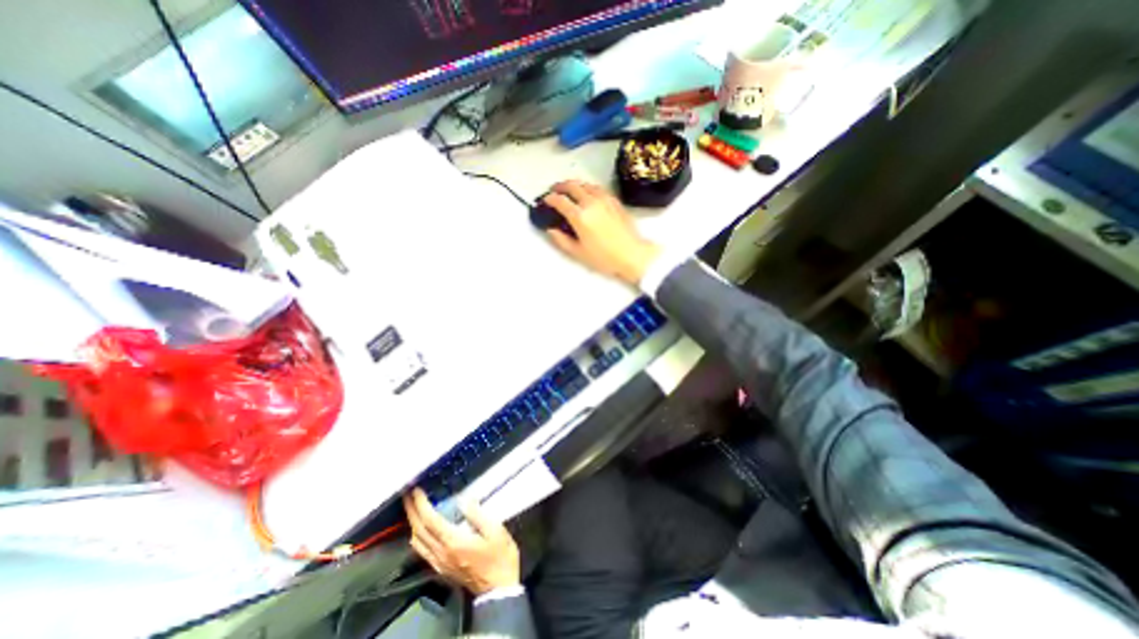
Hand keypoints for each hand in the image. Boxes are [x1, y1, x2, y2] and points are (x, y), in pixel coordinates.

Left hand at [404, 486, 518, 596]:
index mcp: (453, 542)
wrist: (498, 589)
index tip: (416, 491)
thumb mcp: (495, 530)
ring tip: (412, 509)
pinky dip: (417, 537)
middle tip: (408, 495)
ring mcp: (439, 563)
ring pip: (417, 543)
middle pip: (419, 531)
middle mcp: (441, 553)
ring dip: (412, 524)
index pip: (430, 521)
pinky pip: (422, 551)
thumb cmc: (500, 556)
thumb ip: (477, 514)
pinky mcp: (441, 569)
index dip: (420, 505)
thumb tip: (463, 500)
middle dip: (411, 511)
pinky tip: (420, 530)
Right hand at [540, 183, 658, 286]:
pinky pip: (597, 188)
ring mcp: (604, 199)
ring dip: (574, 184)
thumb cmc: (604, 257)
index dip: (550, 199)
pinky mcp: (614, 200)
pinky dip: (587, 187)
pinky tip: (587, 193)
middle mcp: (591, 203)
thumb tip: (551, 230)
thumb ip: (561, 240)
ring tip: (569, 190)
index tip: (545, 200)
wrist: (632, 254)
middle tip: (554, 190)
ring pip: (585, 184)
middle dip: (560, 186)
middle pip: (572, 186)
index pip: (560, 200)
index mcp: (580, 216)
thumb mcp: (578, 253)